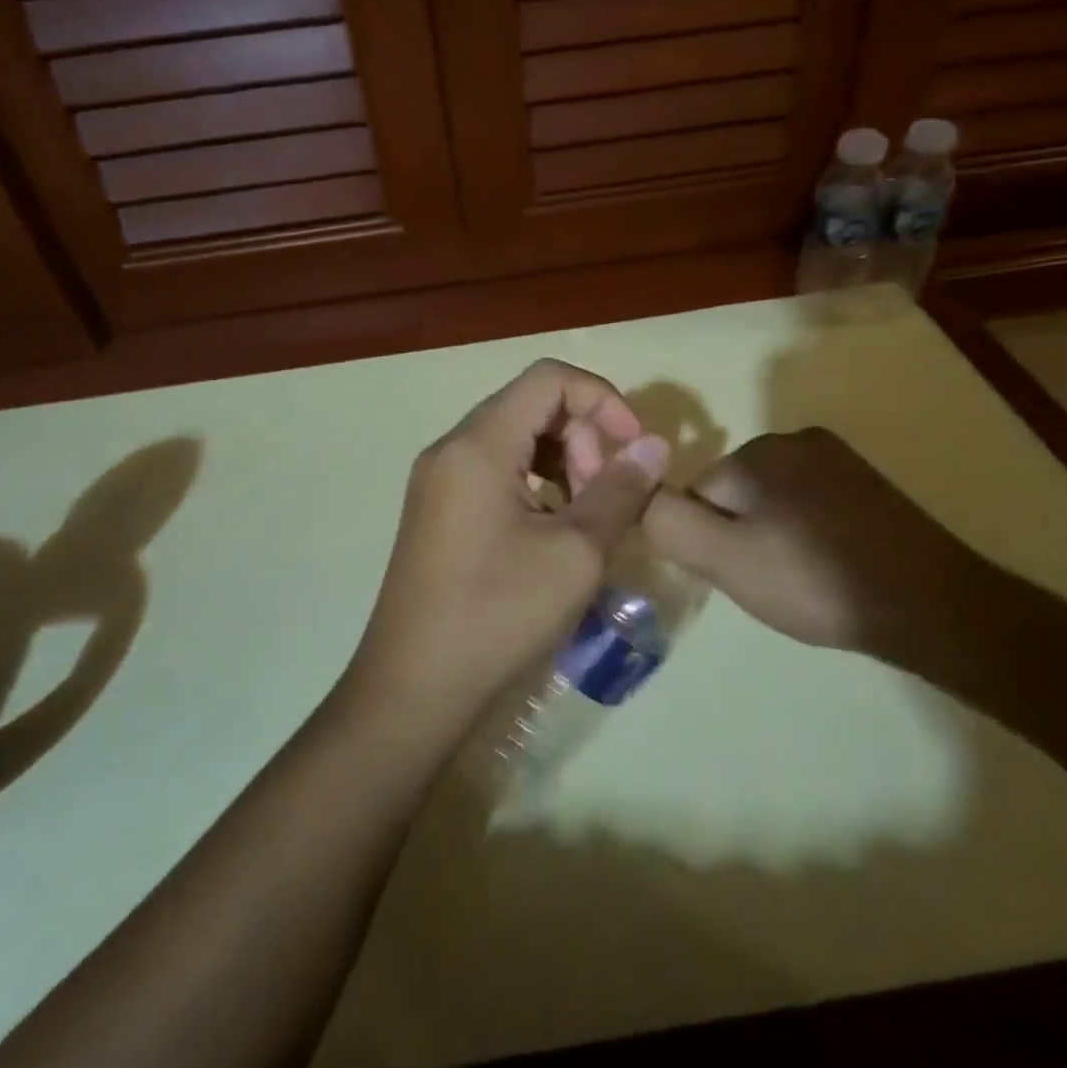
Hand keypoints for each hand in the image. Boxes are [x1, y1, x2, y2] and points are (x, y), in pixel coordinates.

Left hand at [344, 360, 670, 736]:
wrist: (413, 689)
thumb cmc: (498, 615)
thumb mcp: (576, 554)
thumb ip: (620, 491)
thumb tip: (653, 447)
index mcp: (477, 444)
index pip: (549, 378)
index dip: (603, 400)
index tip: (632, 450)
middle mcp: (450, 448)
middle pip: (530, 405)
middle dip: (583, 437)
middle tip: (605, 497)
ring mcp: (437, 481)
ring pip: (513, 439)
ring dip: (562, 461)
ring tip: (585, 517)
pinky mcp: (436, 511)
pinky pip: (492, 471)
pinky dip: (533, 484)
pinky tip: (552, 533)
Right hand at [643, 428, 1003, 662]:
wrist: (931, 605)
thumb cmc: (815, 581)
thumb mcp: (726, 559)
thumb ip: (669, 523)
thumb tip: (637, 494)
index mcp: (760, 451)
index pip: (698, 493)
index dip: (708, 539)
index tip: (737, 574)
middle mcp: (797, 440)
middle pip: (734, 493)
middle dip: (739, 535)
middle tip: (768, 580)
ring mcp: (838, 460)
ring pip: (771, 502)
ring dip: (772, 537)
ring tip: (800, 579)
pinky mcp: (867, 485)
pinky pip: (809, 506)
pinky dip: (805, 535)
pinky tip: (827, 568)